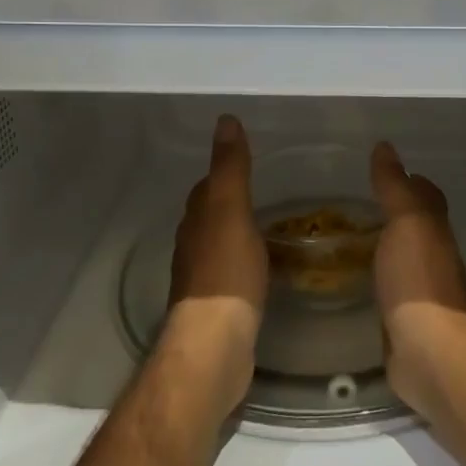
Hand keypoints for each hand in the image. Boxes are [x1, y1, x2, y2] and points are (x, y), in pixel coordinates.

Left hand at [164, 115, 268, 415]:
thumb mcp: (231, 211)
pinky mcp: (218, 307)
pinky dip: (247, 263)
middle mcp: (193, 247)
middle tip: (268, 192)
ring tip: (272, 228)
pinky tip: (267, 268)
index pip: (206, 188)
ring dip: (240, 234)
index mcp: (196, 222)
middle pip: (211, 216)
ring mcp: (203, 280)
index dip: (224, 173)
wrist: (216, 344)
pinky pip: (233, 274)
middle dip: (232, 202)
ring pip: (221, 245)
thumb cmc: (226, 272)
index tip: (248, 162)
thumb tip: (225, 120)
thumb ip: (230, 168)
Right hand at [369, 142, 465, 422]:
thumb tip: (386, 147)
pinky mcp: (405, 321)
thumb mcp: (407, 222)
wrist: (429, 351)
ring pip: (404, 258)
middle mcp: (434, 258)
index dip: (412, 181)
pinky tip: (357, 280)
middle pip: (418, 228)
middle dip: (397, 214)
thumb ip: (396, 187)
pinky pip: (390, 289)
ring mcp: (422, 292)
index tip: (386, 170)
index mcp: (436, 232)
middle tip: (359, 204)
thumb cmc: (419, 280)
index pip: (428, 197)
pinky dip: (377, 278)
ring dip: (386, 246)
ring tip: (351, 237)